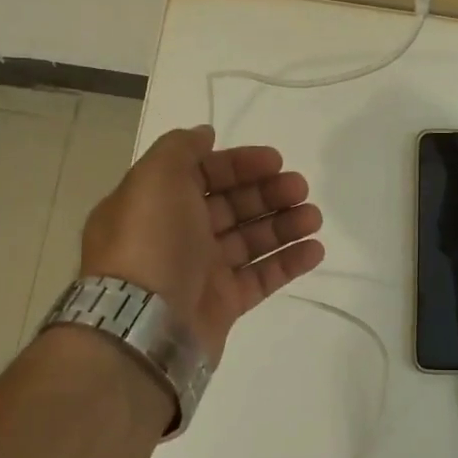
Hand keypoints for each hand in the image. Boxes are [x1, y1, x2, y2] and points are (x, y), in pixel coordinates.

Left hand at [80, 126, 322, 364]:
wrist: (143, 323)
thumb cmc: (150, 240)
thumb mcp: (155, 176)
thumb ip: (181, 147)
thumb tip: (205, 134)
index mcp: (157, 203)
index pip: (205, 174)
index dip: (240, 164)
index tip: (276, 161)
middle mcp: (177, 234)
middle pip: (232, 206)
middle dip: (268, 192)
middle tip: (301, 188)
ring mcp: (201, 271)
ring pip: (251, 240)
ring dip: (285, 224)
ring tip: (314, 218)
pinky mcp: (223, 304)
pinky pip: (261, 277)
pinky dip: (288, 262)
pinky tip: (315, 250)